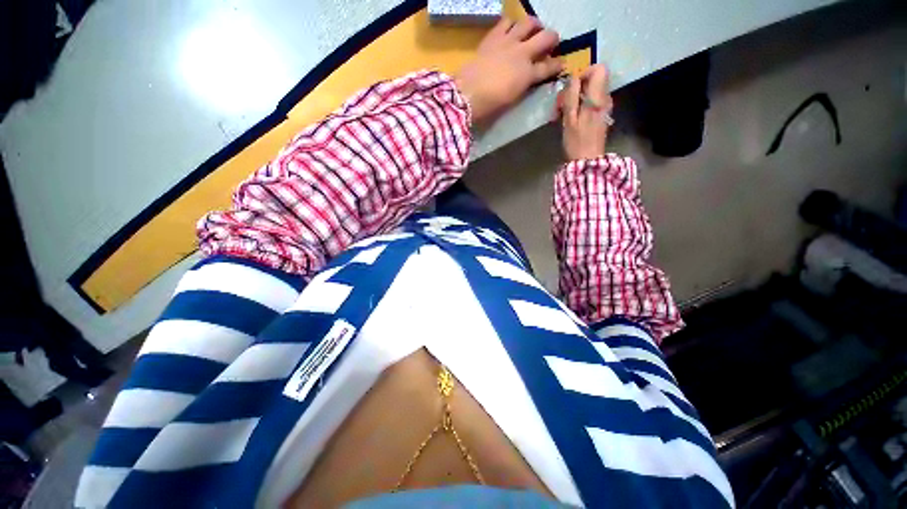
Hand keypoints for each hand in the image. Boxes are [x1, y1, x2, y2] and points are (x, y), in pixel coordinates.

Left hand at [456, 17, 562, 123]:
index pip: (549, 68)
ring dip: (535, 25)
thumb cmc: (490, 105)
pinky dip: (512, 23)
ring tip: (534, 29)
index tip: (561, 64)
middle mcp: (523, 54)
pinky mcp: (493, 37)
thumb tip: (528, 78)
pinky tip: (511, 28)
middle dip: (553, 39)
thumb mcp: (512, 99)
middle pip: (546, 38)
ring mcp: (508, 42)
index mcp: (528, 75)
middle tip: (551, 43)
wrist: (468, 93)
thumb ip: (524, 86)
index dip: (557, 66)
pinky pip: (506, 21)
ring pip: (529, 22)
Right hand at [558, 64, 612, 160]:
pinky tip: (571, 117)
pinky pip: (591, 100)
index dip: (584, 73)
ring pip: (591, 90)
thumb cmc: (577, 141)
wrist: (588, 160)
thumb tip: (573, 79)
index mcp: (597, 98)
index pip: (599, 69)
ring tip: (563, 112)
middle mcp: (605, 98)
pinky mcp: (601, 113)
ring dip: (576, 97)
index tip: (571, 87)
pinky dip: (580, 104)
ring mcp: (604, 106)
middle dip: (577, 87)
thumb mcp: (569, 119)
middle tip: (563, 103)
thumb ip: (571, 97)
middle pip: (594, 79)